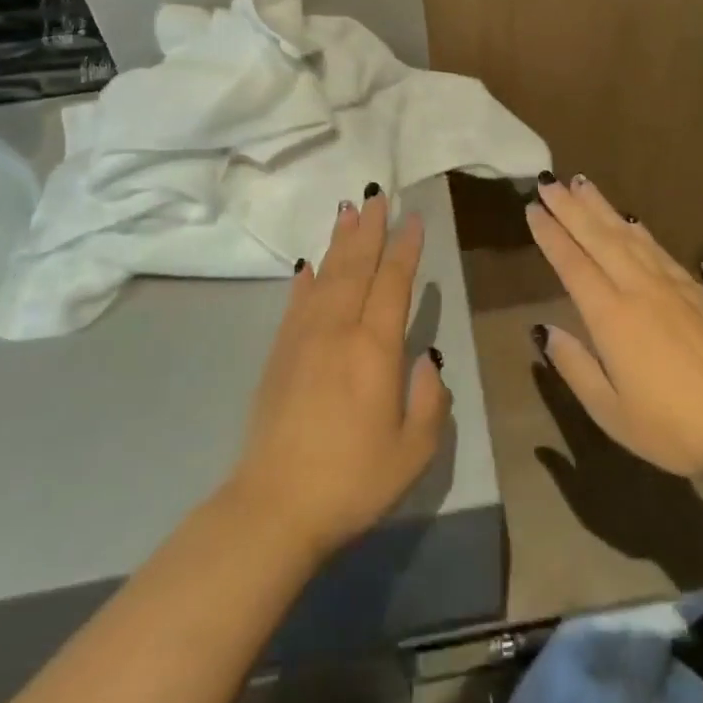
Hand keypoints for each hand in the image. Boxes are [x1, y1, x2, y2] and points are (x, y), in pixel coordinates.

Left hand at [228, 192, 451, 558]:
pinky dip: (305, 279)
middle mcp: (338, 330)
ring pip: (326, 276)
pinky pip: (296, 303)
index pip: (393, 283)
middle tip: (376, 196)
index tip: (413, 218)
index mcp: (375, 348)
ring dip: (338, 242)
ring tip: (346, 211)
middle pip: (356, 266)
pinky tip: (307, 265)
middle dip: (369, 229)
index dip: (405, 248)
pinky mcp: (279, 354)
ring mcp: (303, 338)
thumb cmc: (352, 480)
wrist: (273, 506)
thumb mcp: (414, 451)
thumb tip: (426, 360)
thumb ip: (430, 400)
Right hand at [527, 174, 702, 480]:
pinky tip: (629, 220)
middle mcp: (638, 288)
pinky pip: (657, 247)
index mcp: (611, 317)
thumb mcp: (612, 412)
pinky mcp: (696, 289)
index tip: (532, 209)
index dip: (550, 235)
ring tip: (581, 183)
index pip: (572, 264)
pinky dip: (637, 229)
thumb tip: (543, 330)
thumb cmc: (675, 427)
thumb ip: (575, 366)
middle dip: (570, 208)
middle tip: (548, 182)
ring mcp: (670, 284)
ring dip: (601, 207)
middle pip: (597, 237)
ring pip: (627, 235)